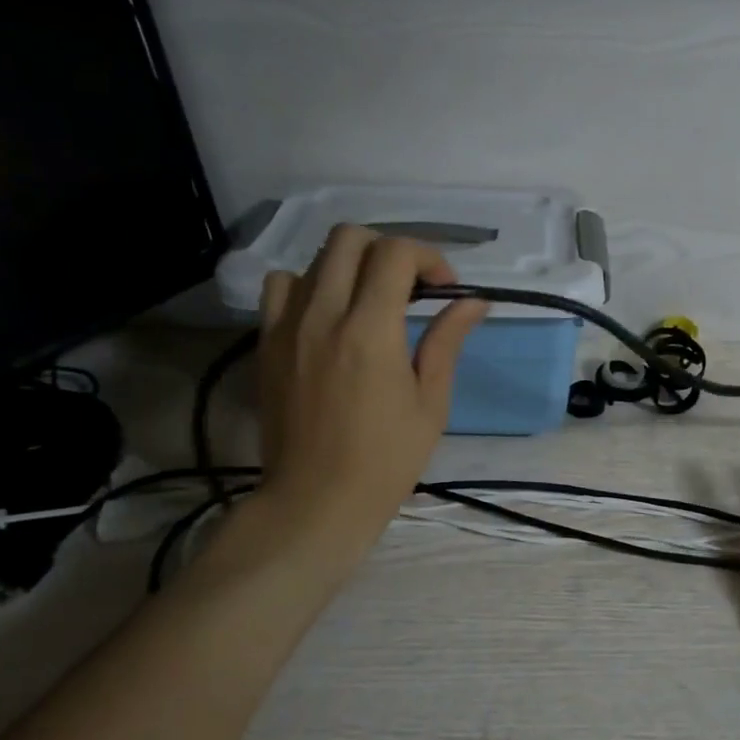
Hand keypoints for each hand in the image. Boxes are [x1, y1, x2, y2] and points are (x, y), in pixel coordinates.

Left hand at [252, 224, 487, 562]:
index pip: (395, 253)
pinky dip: (308, 286)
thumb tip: (474, 302)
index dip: (428, 257)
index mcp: (370, 331)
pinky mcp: (265, 343)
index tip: (443, 288)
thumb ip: (447, 342)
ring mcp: (286, 327)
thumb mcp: (430, 403)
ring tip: (368, 300)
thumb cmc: (386, 460)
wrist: (316, 501)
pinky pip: (280, 288)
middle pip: (349, 238)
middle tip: (409, 286)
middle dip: (388, 250)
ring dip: (349, 266)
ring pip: (315, 259)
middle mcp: (323, 315)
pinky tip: (327, 316)